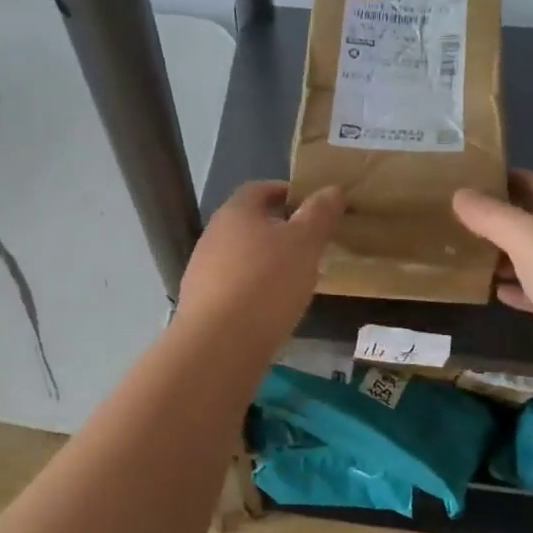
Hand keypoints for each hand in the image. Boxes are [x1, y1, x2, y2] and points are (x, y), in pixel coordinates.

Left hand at [177, 181, 343, 353]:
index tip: (309, 204)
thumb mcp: (305, 243)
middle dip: (277, 230)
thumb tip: (332, 190)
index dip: (284, 191)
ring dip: (265, 262)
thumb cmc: (267, 282)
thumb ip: (320, 214)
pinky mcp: (201, 303)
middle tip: (308, 244)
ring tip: (294, 280)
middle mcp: (212, 235)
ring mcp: (202, 271)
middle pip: (248, 224)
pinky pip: (233, 287)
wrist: (219, 343)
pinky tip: (271, 309)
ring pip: (240, 257)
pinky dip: (253, 290)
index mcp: (236, 212)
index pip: (259, 189)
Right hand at [452, 171, 532, 402]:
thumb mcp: (529, 239)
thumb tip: (460, 194)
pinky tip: (496, 294)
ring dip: (507, 257)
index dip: (507, 179)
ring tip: (468, 256)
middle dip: (502, 219)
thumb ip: (493, 216)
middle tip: (458, 221)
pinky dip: (519, 290)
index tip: (469, 182)